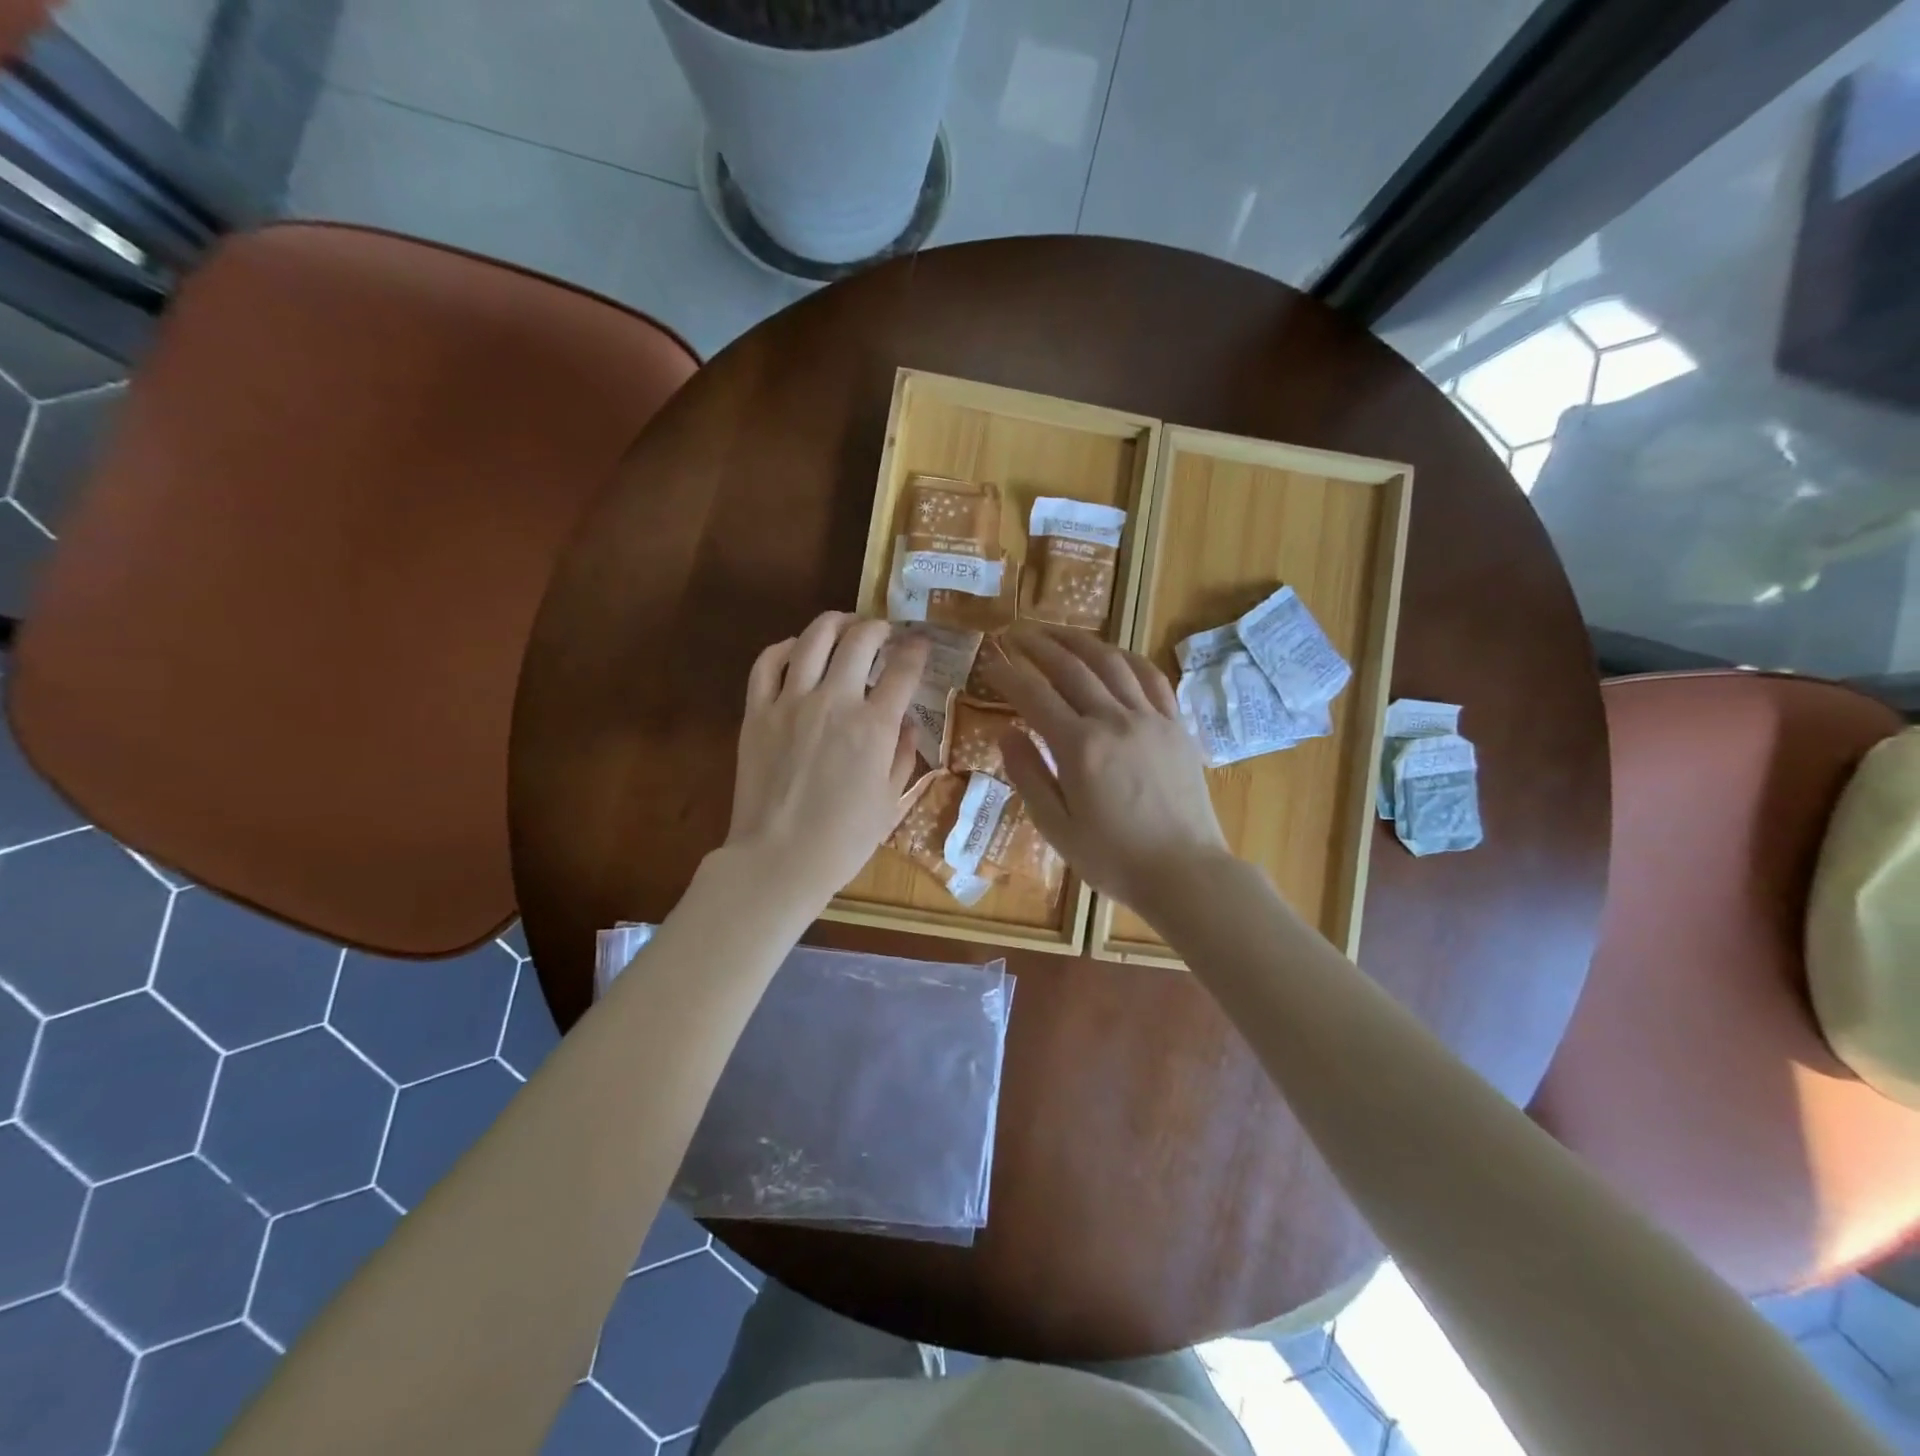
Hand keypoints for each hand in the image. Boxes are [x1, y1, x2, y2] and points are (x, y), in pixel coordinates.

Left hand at [727, 613, 927, 915]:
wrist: (778, 860)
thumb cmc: (843, 840)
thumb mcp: (890, 802)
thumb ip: (903, 755)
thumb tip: (907, 723)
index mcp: (874, 726)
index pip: (904, 670)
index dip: (917, 650)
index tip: (920, 643)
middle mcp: (835, 701)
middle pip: (860, 640)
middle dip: (878, 627)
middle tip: (884, 632)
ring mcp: (791, 702)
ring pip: (813, 639)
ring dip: (835, 623)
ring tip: (845, 624)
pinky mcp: (757, 712)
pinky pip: (767, 663)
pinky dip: (785, 647)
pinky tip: (797, 649)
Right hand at [985, 625, 1231, 918]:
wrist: (1185, 873)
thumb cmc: (1113, 858)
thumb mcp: (1056, 827)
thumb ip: (1028, 775)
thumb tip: (1005, 732)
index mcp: (1080, 747)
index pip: (1034, 696)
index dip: (1008, 675)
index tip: (989, 662)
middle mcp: (1115, 720)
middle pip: (1071, 668)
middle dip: (1039, 646)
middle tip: (1015, 634)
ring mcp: (1151, 718)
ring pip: (1112, 662)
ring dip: (1080, 641)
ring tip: (1056, 632)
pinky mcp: (1176, 725)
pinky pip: (1151, 677)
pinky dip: (1127, 658)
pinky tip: (1113, 653)